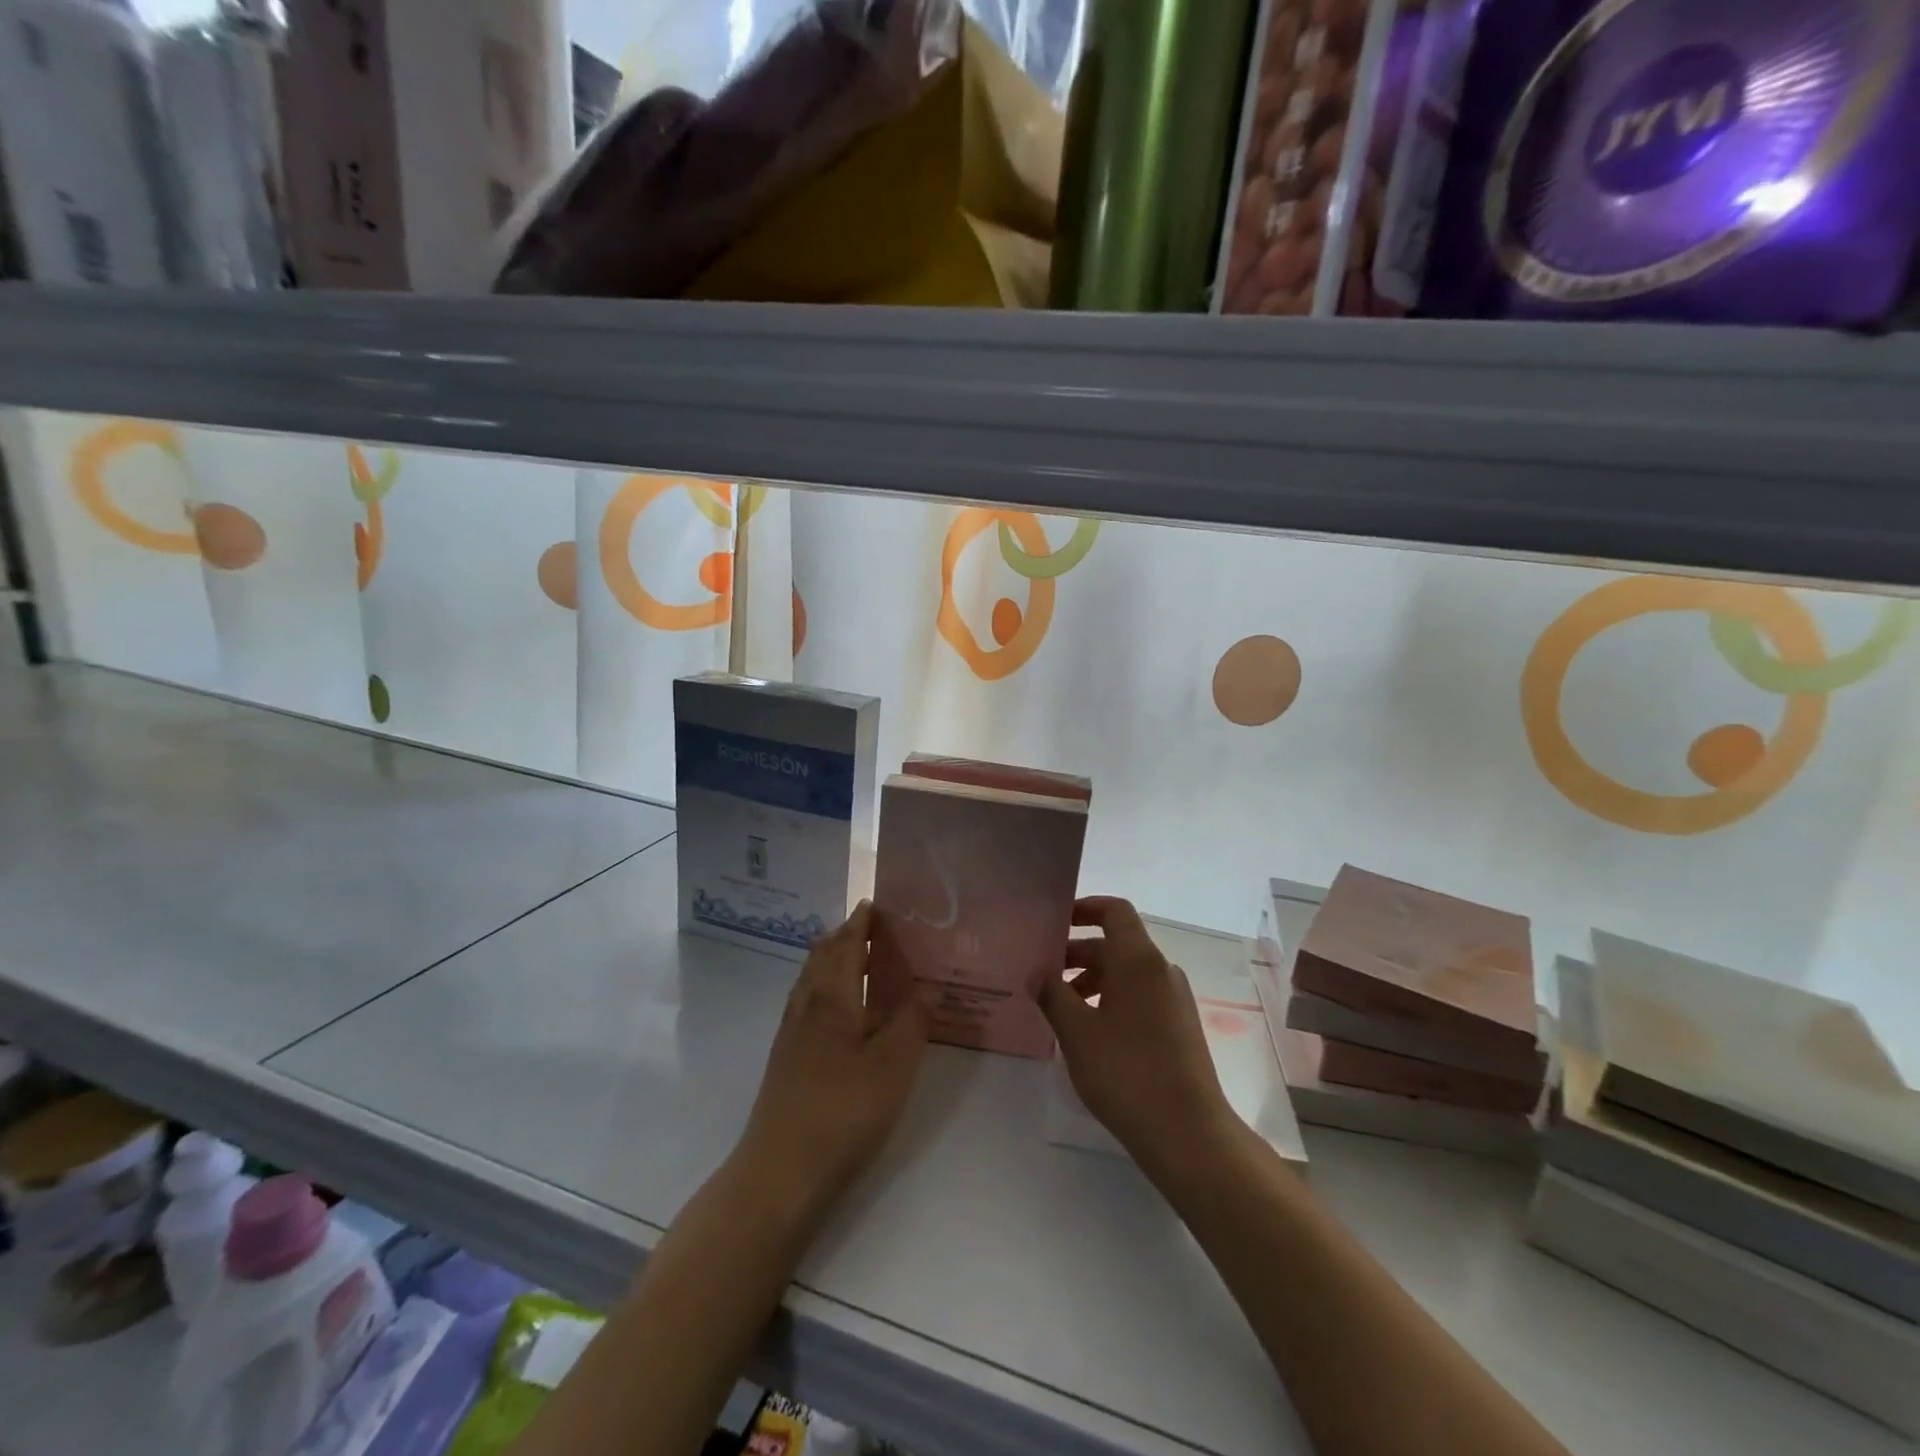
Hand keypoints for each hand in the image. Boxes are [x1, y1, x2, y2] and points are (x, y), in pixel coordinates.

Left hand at [734, 903, 929, 1216]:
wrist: (780, 1172)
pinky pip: (808, 1004)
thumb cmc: (843, 1110)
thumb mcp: (894, 1065)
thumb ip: (914, 1020)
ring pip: (812, 981)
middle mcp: (806, 1005)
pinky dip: (827, 989)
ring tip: (862, 962)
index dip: (861, 922)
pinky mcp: (787, 1060)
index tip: (877, 904)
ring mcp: (791, 1034)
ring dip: (834, 962)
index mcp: (831, 997)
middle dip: (846, 937)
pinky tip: (843, 1013)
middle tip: (875, 929)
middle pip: (822, 957)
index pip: (845, 944)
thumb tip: (929, 984)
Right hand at [1040, 897, 1238, 1181]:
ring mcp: (1174, 1000)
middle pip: (1117, 944)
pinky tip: (1090, 1033)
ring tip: (1061, 1008)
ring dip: (1093, 980)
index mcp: (1138, 960)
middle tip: (1043, 973)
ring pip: (1127, 973)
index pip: (1115, 911)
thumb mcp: (1077, 1032)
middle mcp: (1161, 970)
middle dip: (1078, 953)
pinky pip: (1140, 996)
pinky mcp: (1179, 1027)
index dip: (1085, 908)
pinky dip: (1112, 1000)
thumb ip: (1052, 995)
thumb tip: (1037, 973)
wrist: (1188, 1133)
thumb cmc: (1126, 1072)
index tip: (1056, 922)